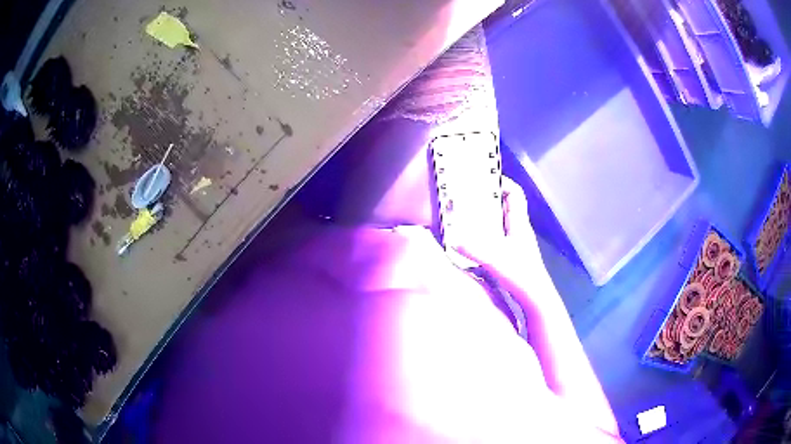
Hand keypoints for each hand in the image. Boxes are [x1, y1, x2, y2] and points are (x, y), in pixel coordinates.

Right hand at [454, 177, 544, 274]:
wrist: (536, 297)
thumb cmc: (520, 275)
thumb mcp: (494, 260)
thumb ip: (473, 249)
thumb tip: (451, 239)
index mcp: (519, 223)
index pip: (515, 194)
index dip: (503, 182)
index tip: (485, 178)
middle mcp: (520, 229)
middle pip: (508, 205)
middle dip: (491, 197)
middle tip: (470, 195)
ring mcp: (518, 242)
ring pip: (504, 219)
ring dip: (489, 214)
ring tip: (469, 213)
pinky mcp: (515, 253)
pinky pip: (501, 234)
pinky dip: (489, 230)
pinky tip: (476, 238)